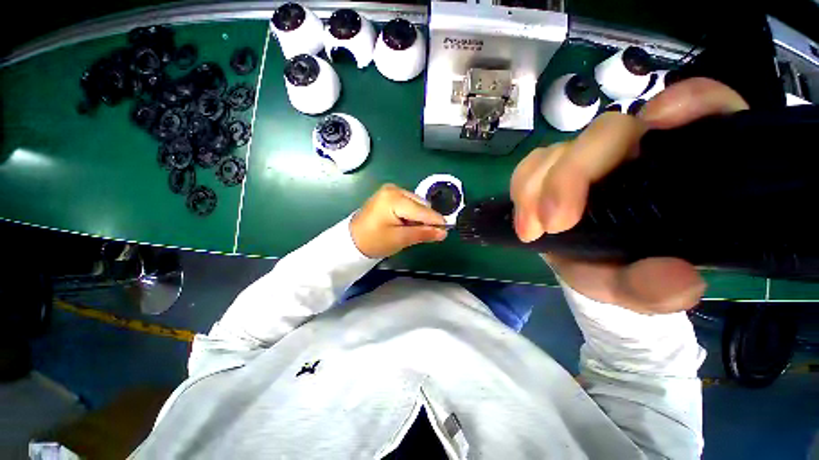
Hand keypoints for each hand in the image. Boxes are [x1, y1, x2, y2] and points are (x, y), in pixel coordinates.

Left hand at [350, 184, 447, 258]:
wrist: (351, 241)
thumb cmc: (374, 241)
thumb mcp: (400, 239)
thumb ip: (423, 233)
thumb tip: (444, 232)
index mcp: (394, 198)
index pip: (422, 210)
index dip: (436, 221)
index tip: (446, 231)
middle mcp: (394, 189)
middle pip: (420, 204)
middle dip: (425, 219)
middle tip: (423, 235)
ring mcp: (390, 190)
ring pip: (416, 204)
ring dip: (418, 217)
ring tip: (410, 230)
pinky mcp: (388, 195)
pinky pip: (408, 203)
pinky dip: (411, 214)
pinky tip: (405, 224)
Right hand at [511, 78, 748, 313]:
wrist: (590, 270)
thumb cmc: (627, 274)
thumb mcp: (644, 290)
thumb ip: (662, 290)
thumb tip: (677, 278)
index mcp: (682, 170)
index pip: (708, 110)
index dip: (690, 101)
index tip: (659, 120)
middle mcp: (636, 152)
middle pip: (606, 133)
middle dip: (571, 176)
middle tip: (554, 224)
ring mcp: (590, 159)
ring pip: (560, 149)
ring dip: (536, 187)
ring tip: (532, 229)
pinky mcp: (555, 169)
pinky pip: (532, 164)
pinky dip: (522, 187)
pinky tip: (525, 219)